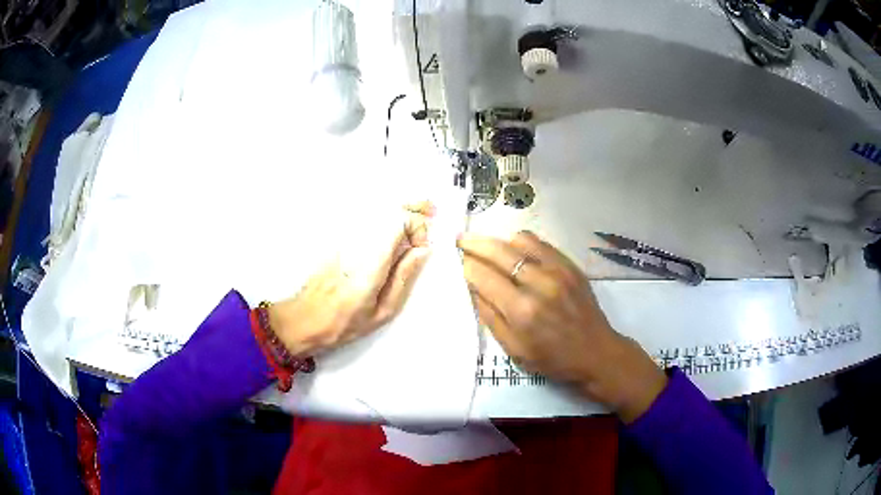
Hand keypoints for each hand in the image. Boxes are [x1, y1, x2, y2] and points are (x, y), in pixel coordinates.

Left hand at [267, 202, 433, 356]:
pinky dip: (382, 213)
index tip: (421, 246)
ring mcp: (343, 237)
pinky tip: (391, 222)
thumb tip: (422, 250)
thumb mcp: (383, 310)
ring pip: (376, 208)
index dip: (417, 226)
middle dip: (412, 207)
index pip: (398, 220)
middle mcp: (356, 241)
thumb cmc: (345, 322)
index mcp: (371, 261)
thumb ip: (404, 277)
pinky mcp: (336, 238)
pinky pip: (363, 216)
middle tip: (431, 211)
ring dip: (399, 208)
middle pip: (388, 207)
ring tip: (417, 211)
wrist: (305, 319)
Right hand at [459, 231, 666, 422]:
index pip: (484, 277)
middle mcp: (539, 284)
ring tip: (491, 250)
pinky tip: (516, 252)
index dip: (467, 266)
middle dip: (475, 244)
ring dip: (500, 242)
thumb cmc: (553, 359)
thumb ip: (491, 316)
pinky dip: (522, 243)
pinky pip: (540, 242)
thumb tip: (473, 287)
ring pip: (519, 240)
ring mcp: (558, 270)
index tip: (459, 262)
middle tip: (461, 240)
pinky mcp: (570, 265)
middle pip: (498, 251)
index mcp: (522, 311)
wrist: (596, 352)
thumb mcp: (514, 350)